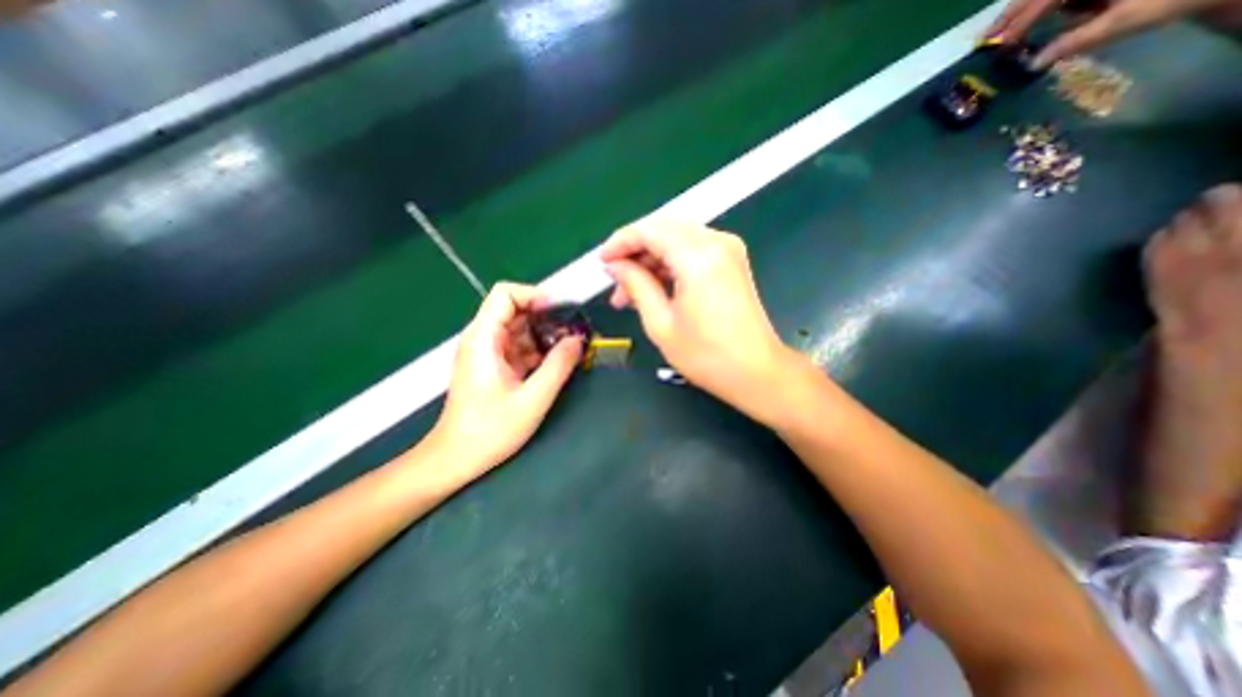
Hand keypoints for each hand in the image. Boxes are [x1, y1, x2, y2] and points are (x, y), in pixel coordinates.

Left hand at [427, 282, 583, 473]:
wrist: (456, 458)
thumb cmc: (490, 430)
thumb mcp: (532, 399)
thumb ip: (559, 366)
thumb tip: (579, 339)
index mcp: (484, 339)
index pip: (506, 294)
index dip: (535, 295)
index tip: (562, 312)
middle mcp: (482, 338)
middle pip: (515, 309)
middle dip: (547, 317)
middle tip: (574, 332)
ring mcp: (487, 352)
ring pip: (520, 328)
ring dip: (545, 335)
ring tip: (570, 348)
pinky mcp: (493, 365)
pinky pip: (519, 347)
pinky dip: (539, 350)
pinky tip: (556, 363)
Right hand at [600, 221, 784, 420]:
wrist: (756, 372)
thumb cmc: (706, 355)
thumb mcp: (660, 323)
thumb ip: (635, 285)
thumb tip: (615, 265)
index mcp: (698, 257)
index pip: (649, 230)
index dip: (620, 242)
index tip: (602, 261)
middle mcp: (716, 242)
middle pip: (663, 229)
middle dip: (634, 252)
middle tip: (616, 282)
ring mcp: (728, 249)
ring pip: (676, 239)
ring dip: (650, 261)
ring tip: (631, 293)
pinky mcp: (731, 260)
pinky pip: (691, 250)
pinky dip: (669, 264)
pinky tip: (655, 288)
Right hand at [985, 0, 1223, 68]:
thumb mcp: (1128, 18)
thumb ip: (1077, 41)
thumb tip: (1034, 64)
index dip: (1019, 24)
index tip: (996, 49)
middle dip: (1014, 13)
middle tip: (986, 40)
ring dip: (1025, 9)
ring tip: (1001, 34)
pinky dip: (1045, 7)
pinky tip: (1031, 23)